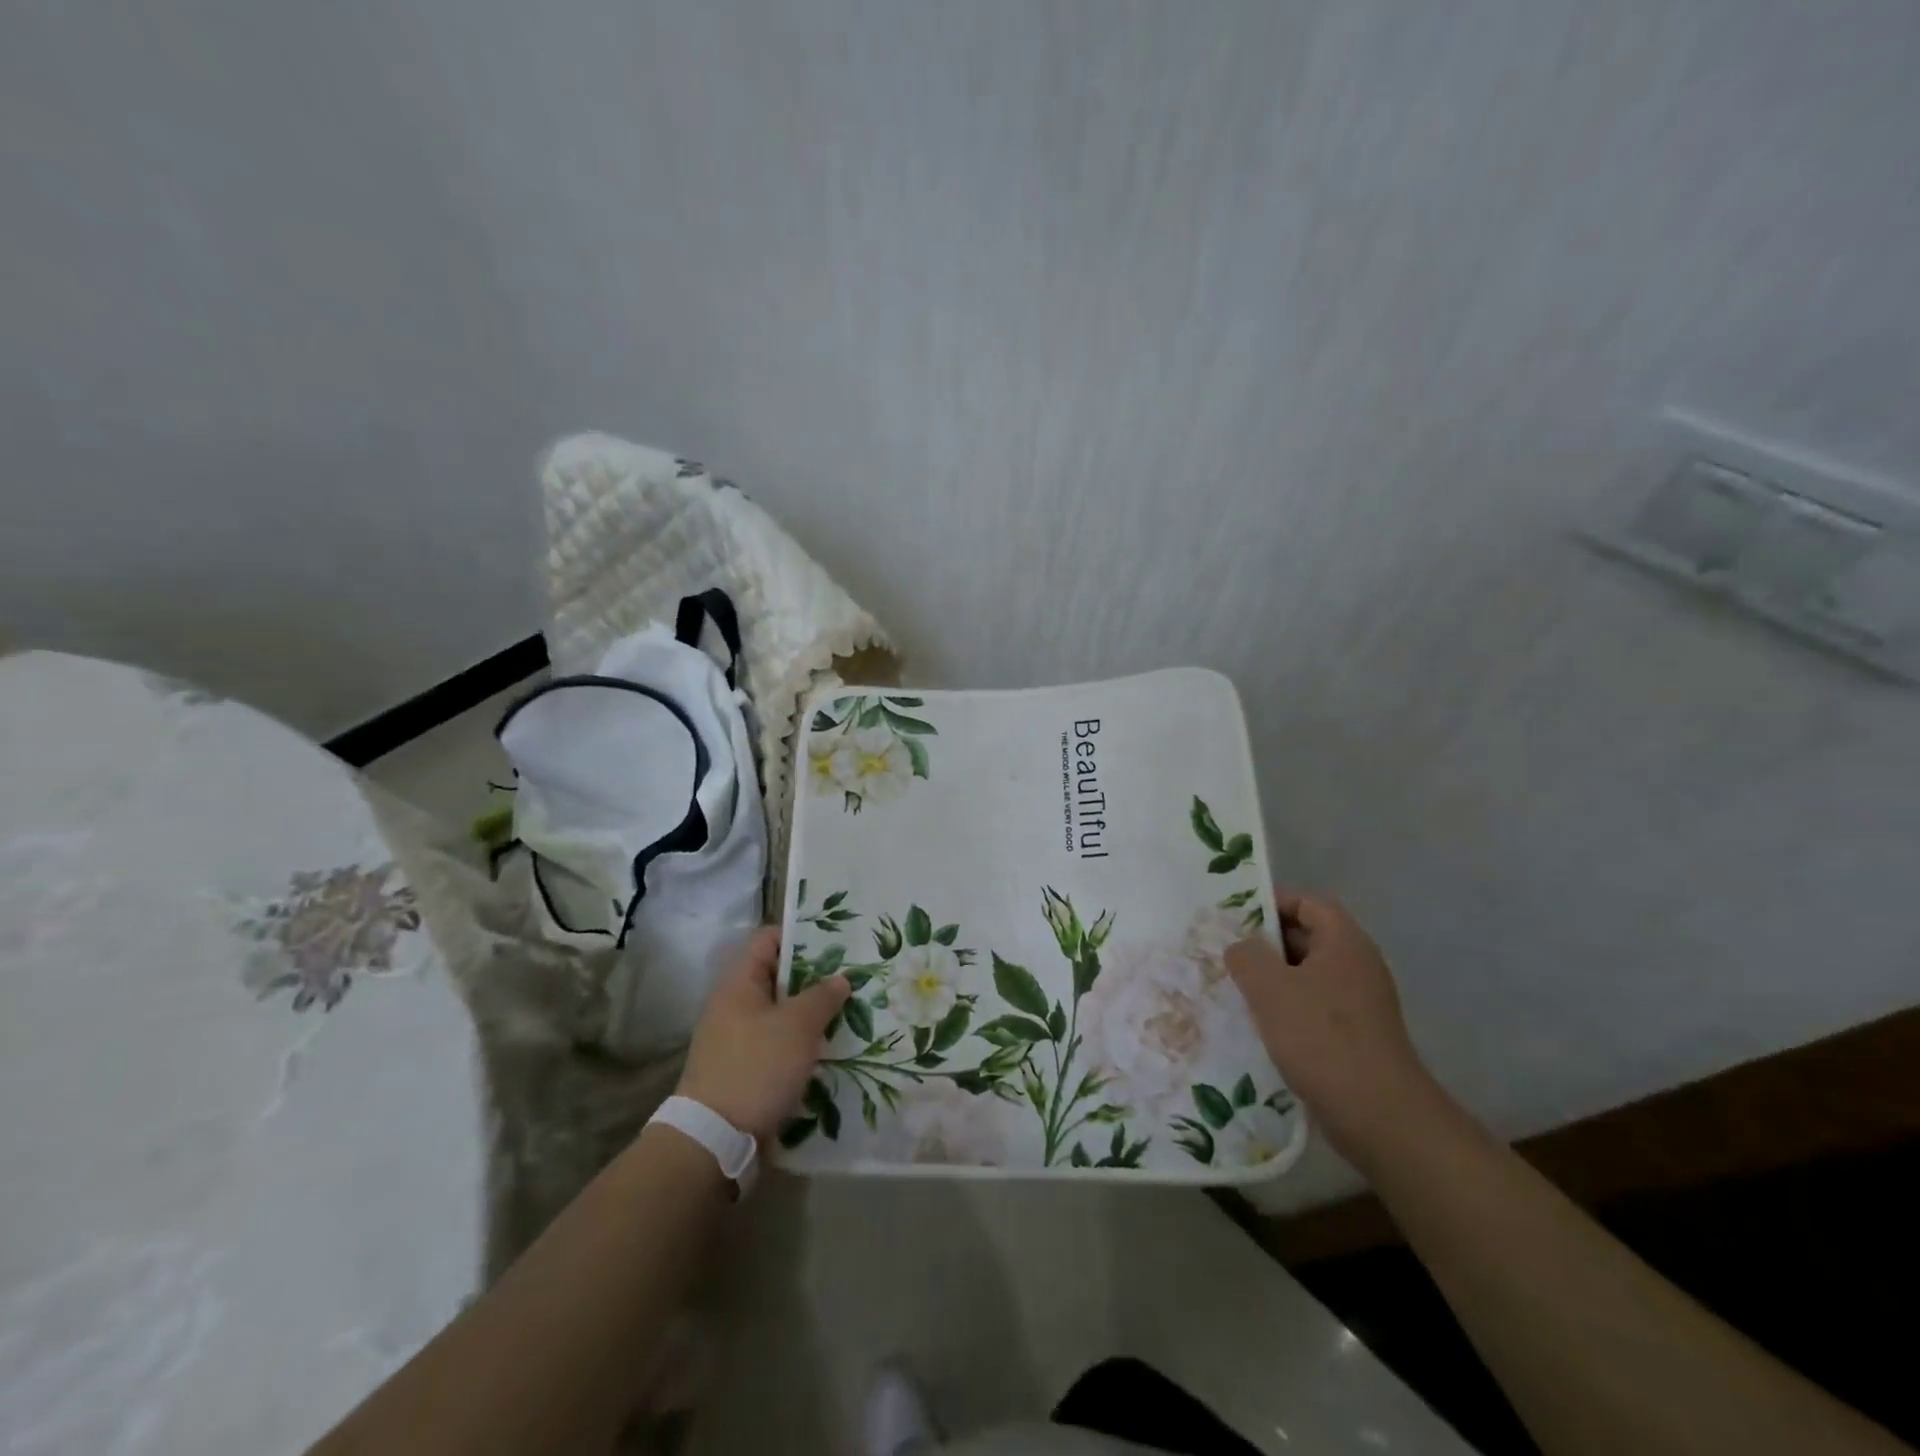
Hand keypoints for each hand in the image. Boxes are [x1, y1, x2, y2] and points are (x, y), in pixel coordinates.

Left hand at [676, 927, 849, 1143]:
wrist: (714, 1138)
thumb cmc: (757, 1066)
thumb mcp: (798, 1026)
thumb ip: (823, 996)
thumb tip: (840, 978)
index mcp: (739, 982)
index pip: (768, 939)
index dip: (800, 936)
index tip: (834, 942)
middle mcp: (733, 1004)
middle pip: (776, 976)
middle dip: (813, 977)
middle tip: (850, 978)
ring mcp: (735, 1037)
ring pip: (779, 1012)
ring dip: (809, 1012)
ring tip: (846, 1012)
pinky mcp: (742, 1067)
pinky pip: (775, 1041)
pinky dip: (799, 1041)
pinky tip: (826, 1048)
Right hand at [1225, 889, 1436, 1162]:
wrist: (1379, 1116)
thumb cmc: (1322, 1038)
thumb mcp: (1270, 988)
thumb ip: (1247, 956)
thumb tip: (1241, 948)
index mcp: (1344, 942)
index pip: (1307, 902)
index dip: (1270, 902)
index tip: (1233, 917)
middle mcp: (1357, 965)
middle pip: (1307, 936)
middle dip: (1265, 942)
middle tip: (1225, 951)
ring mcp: (1360, 1002)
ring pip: (1307, 975)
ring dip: (1272, 978)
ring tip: (1234, 987)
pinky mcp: (1355, 1035)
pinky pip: (1314, 1006)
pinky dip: (1287, 1008)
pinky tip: (1259, 1024)